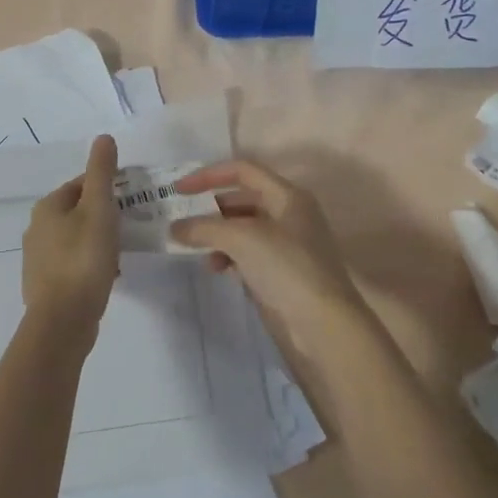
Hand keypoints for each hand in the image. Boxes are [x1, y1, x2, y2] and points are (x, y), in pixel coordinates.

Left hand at [21, 135, 120, 334]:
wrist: (62, 320)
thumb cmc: (83, 258)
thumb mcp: (99, 209)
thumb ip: (102, 173)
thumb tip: (103, 138)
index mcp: (47, 207)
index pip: (81, 184)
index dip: (108, 188)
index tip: (132, 200)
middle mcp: (36, 228)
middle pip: (77, 212)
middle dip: (104, 217)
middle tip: (130, 228)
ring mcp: (37, 258)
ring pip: (75, 239)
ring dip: (98, 243)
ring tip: (121, 254)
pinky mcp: (45, 285)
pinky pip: (72, 264)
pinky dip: (90, 265)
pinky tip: (107, 277)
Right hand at [170, 159, 367, 349]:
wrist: (322, 326)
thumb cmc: (286, 269)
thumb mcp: (242, 239)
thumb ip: (204, 228)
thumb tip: (175, 228)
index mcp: (288, 196)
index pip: (243, 171)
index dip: (209, 175)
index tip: (178, 190)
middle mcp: (290, 216)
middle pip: (242, 200)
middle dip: (211, 209)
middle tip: (183, 221)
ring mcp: (287, 247)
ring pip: (243, 230)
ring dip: (217, 236)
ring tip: (197, 250)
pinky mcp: (281, 274)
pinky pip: (247, 256)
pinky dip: (229, 257)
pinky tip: (217, 269)